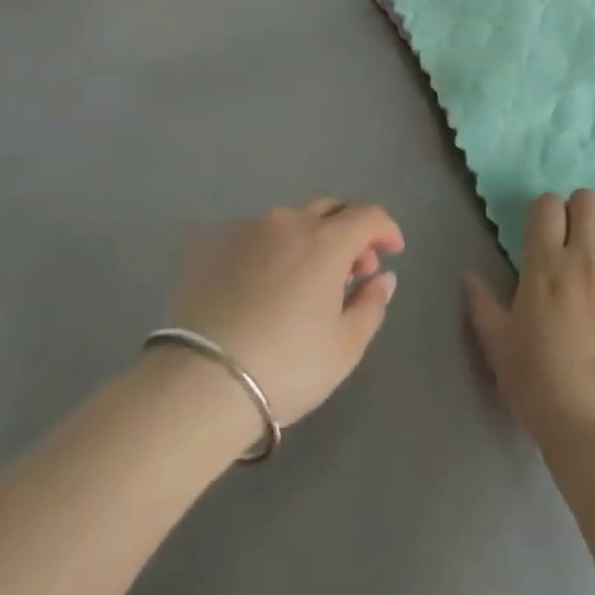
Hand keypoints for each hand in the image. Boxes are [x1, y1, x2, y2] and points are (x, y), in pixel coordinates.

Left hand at [165, 199, 403, 426]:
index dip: (386, 229)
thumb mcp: (344, 348)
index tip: (392, 251)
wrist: (201, 383)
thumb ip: (371, 305)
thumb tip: (383, 277)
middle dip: (349, 232)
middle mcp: (289, 222)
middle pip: (330, 211)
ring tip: (303, 282)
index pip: (368, 216)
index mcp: (326, 241)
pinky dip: (269, 252)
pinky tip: (261, 286)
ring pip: (289, 223)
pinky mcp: (212, 243)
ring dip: (307, 242)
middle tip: (352, 269)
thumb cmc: (286, 367)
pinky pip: (253, 237)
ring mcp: (247, 228)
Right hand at [465, 190, 594, 445]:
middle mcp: (586, 257)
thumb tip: (468, 277)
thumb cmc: (539, 383)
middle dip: (579, 213)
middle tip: (575, 242)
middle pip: (587, 200)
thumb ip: (482, 305)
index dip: (546, 212)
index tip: (544, 233)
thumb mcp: (499, 345)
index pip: (548, 204)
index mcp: (546, 263)